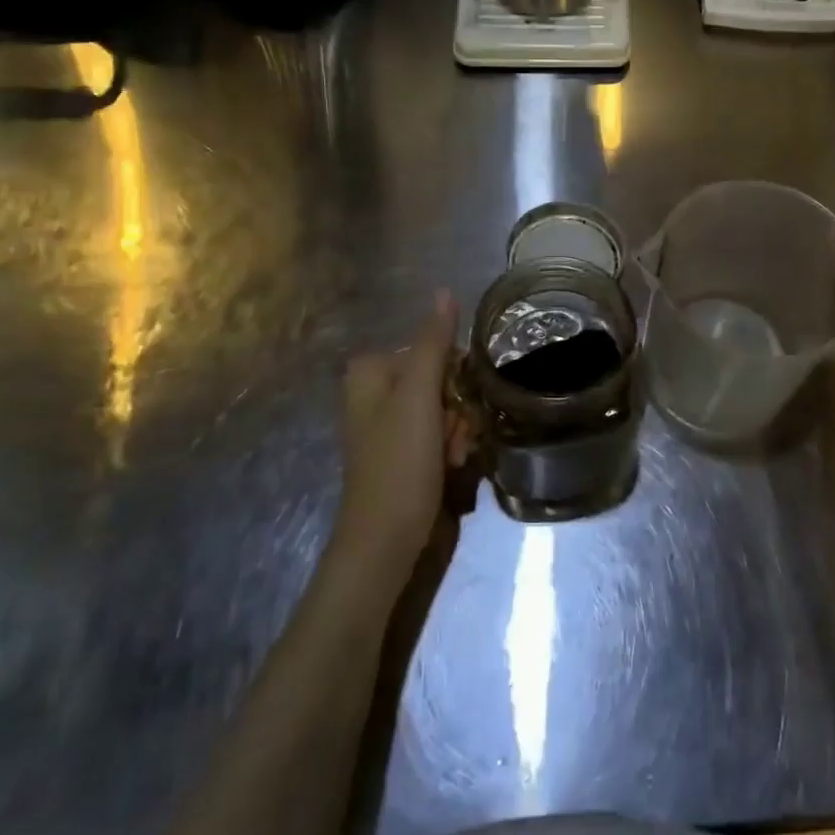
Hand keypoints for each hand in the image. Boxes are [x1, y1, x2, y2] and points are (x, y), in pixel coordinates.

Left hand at [334, 291, 475, 578]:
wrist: (386, 543)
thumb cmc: (399, 464)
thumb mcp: (418, 396)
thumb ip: (434, 342)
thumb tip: (445, 291)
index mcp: (373, 371)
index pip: (436, 350)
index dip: (456, 376)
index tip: (457, 404)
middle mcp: (380, 391)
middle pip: (444, 379)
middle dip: (459, 409)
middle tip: (454, 437)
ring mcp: (394, 423)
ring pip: (449, 407)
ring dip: (461, 432)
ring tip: (454, 459)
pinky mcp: (407, 451)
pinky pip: (444, 433)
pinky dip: (454, 448)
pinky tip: (453, 468)